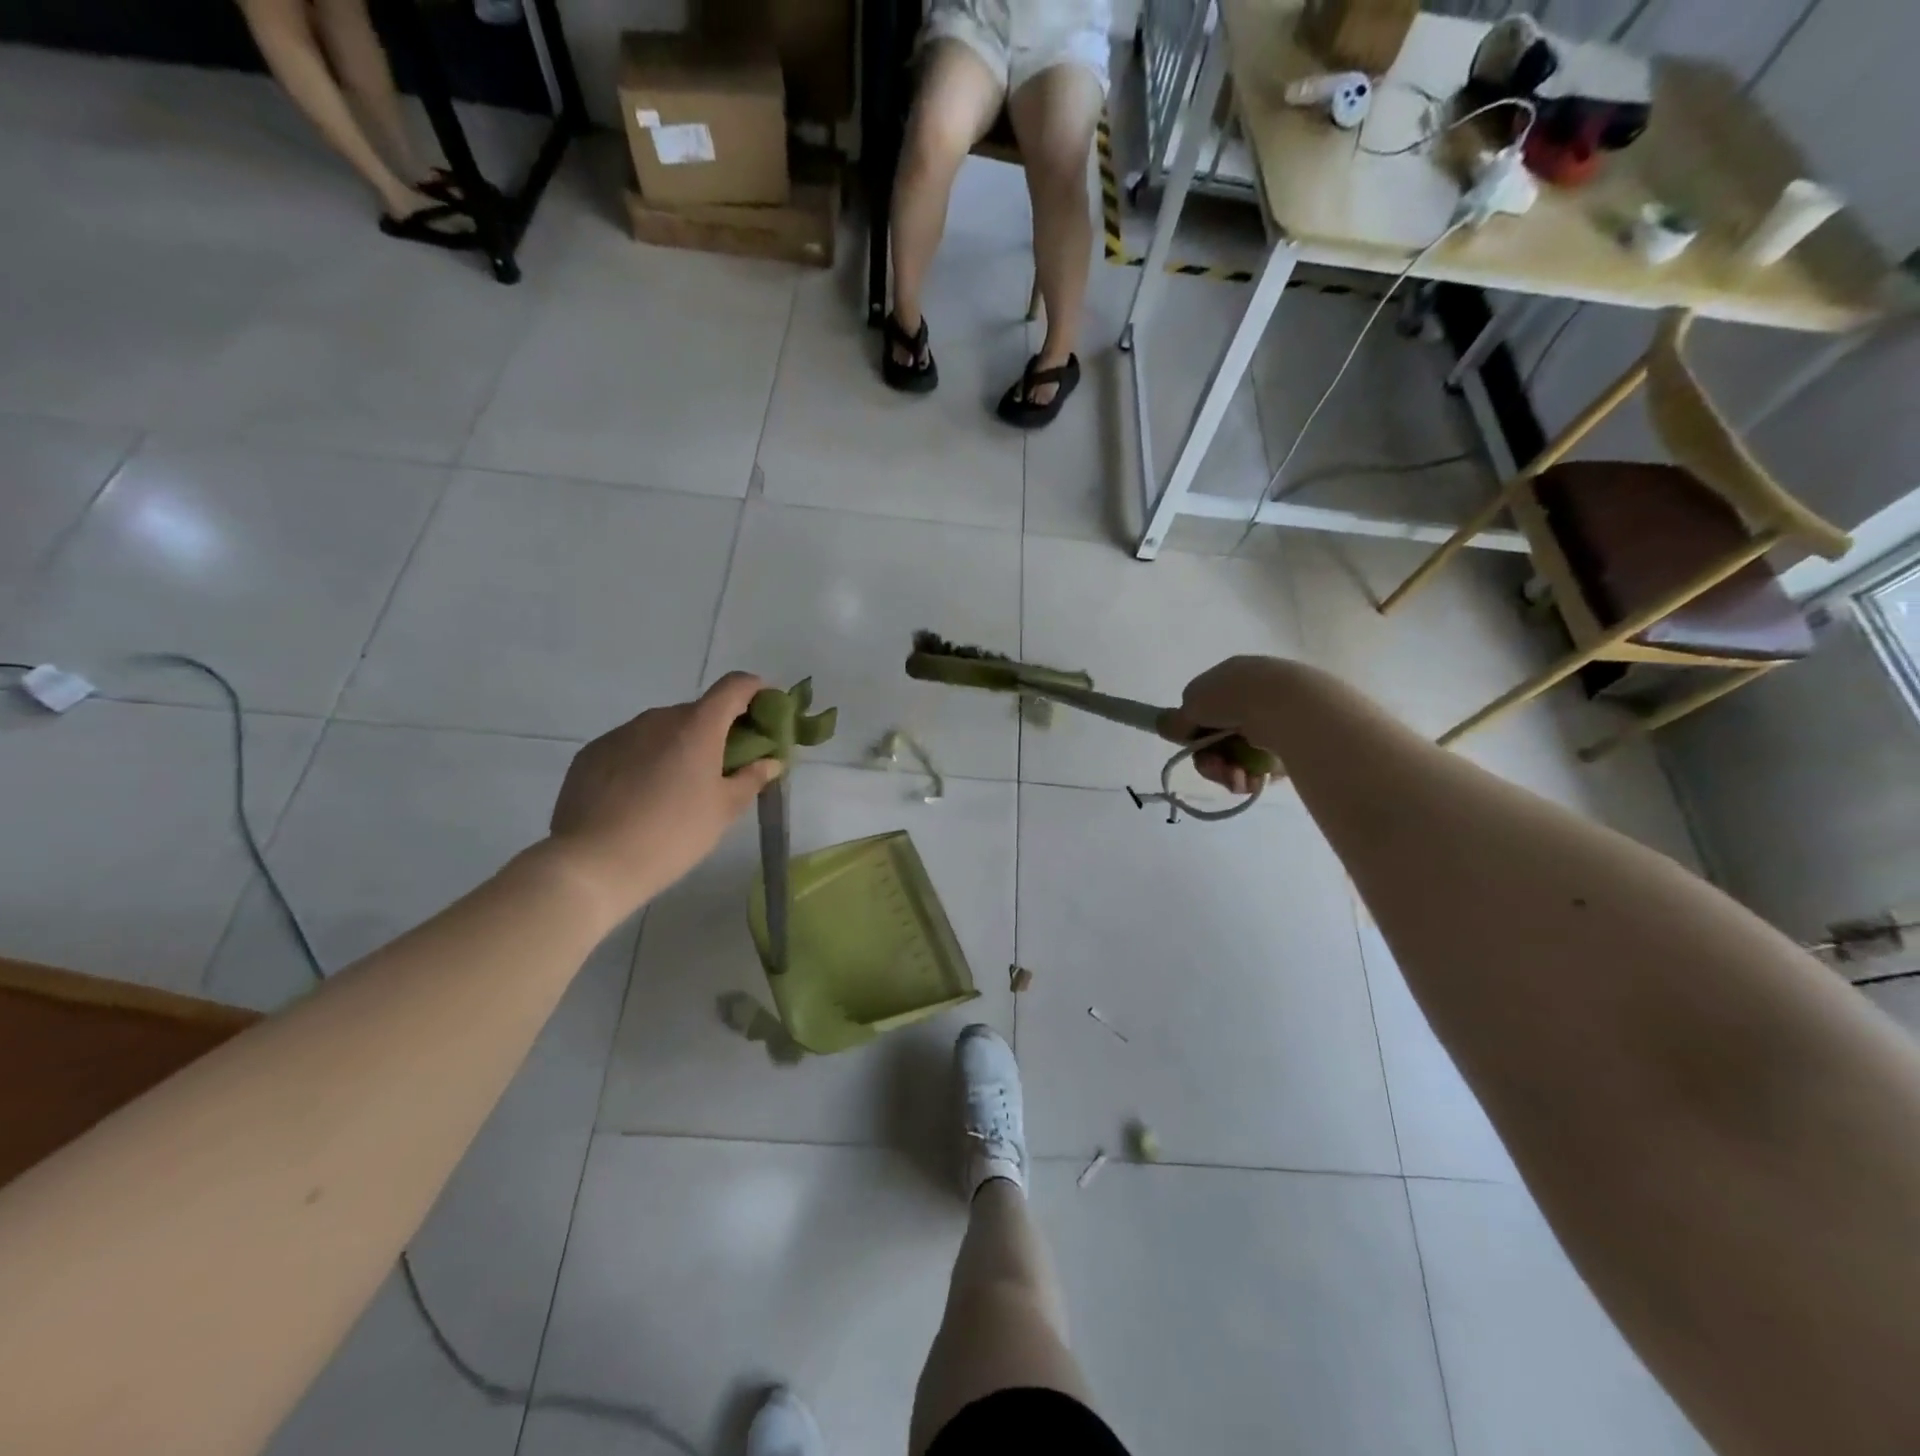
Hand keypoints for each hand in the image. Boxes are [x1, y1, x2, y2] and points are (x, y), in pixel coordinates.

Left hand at [544, 673, 781, 919]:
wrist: (593, 864)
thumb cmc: (673, 834)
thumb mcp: (723, 810)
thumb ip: (751, 778)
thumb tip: (770, 761)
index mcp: (697, 726)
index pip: (734, 686)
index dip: (755, 690)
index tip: (766, 710)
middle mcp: (658, 719)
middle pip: (698, 711)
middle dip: (717, 730)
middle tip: (725, 766)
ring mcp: (620, 733)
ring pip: (662, 729)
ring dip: (679, 746)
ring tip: (679, 788)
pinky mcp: (591, 753)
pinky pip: (631, 746)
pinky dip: (646, 760)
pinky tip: (642, 797)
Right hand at [1163, 655, 1293, 793]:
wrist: (1290, 707)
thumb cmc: (1235, 697)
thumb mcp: (1193, 703)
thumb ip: (1177, 719)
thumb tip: (1165, 725)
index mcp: (1231, 675)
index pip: (1205, 706)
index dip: (1195, 730)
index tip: (1192, 746)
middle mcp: (1254, 692)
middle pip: (1221, 734)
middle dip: (1212, 759)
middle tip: (1216, 771)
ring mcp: (1277, 715)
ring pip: (1241, 752)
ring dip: (1230, 772)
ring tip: (1238, 781)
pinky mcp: (1297, 739)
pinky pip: (1266, 762)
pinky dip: (1255, 775)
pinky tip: (1255, 780)